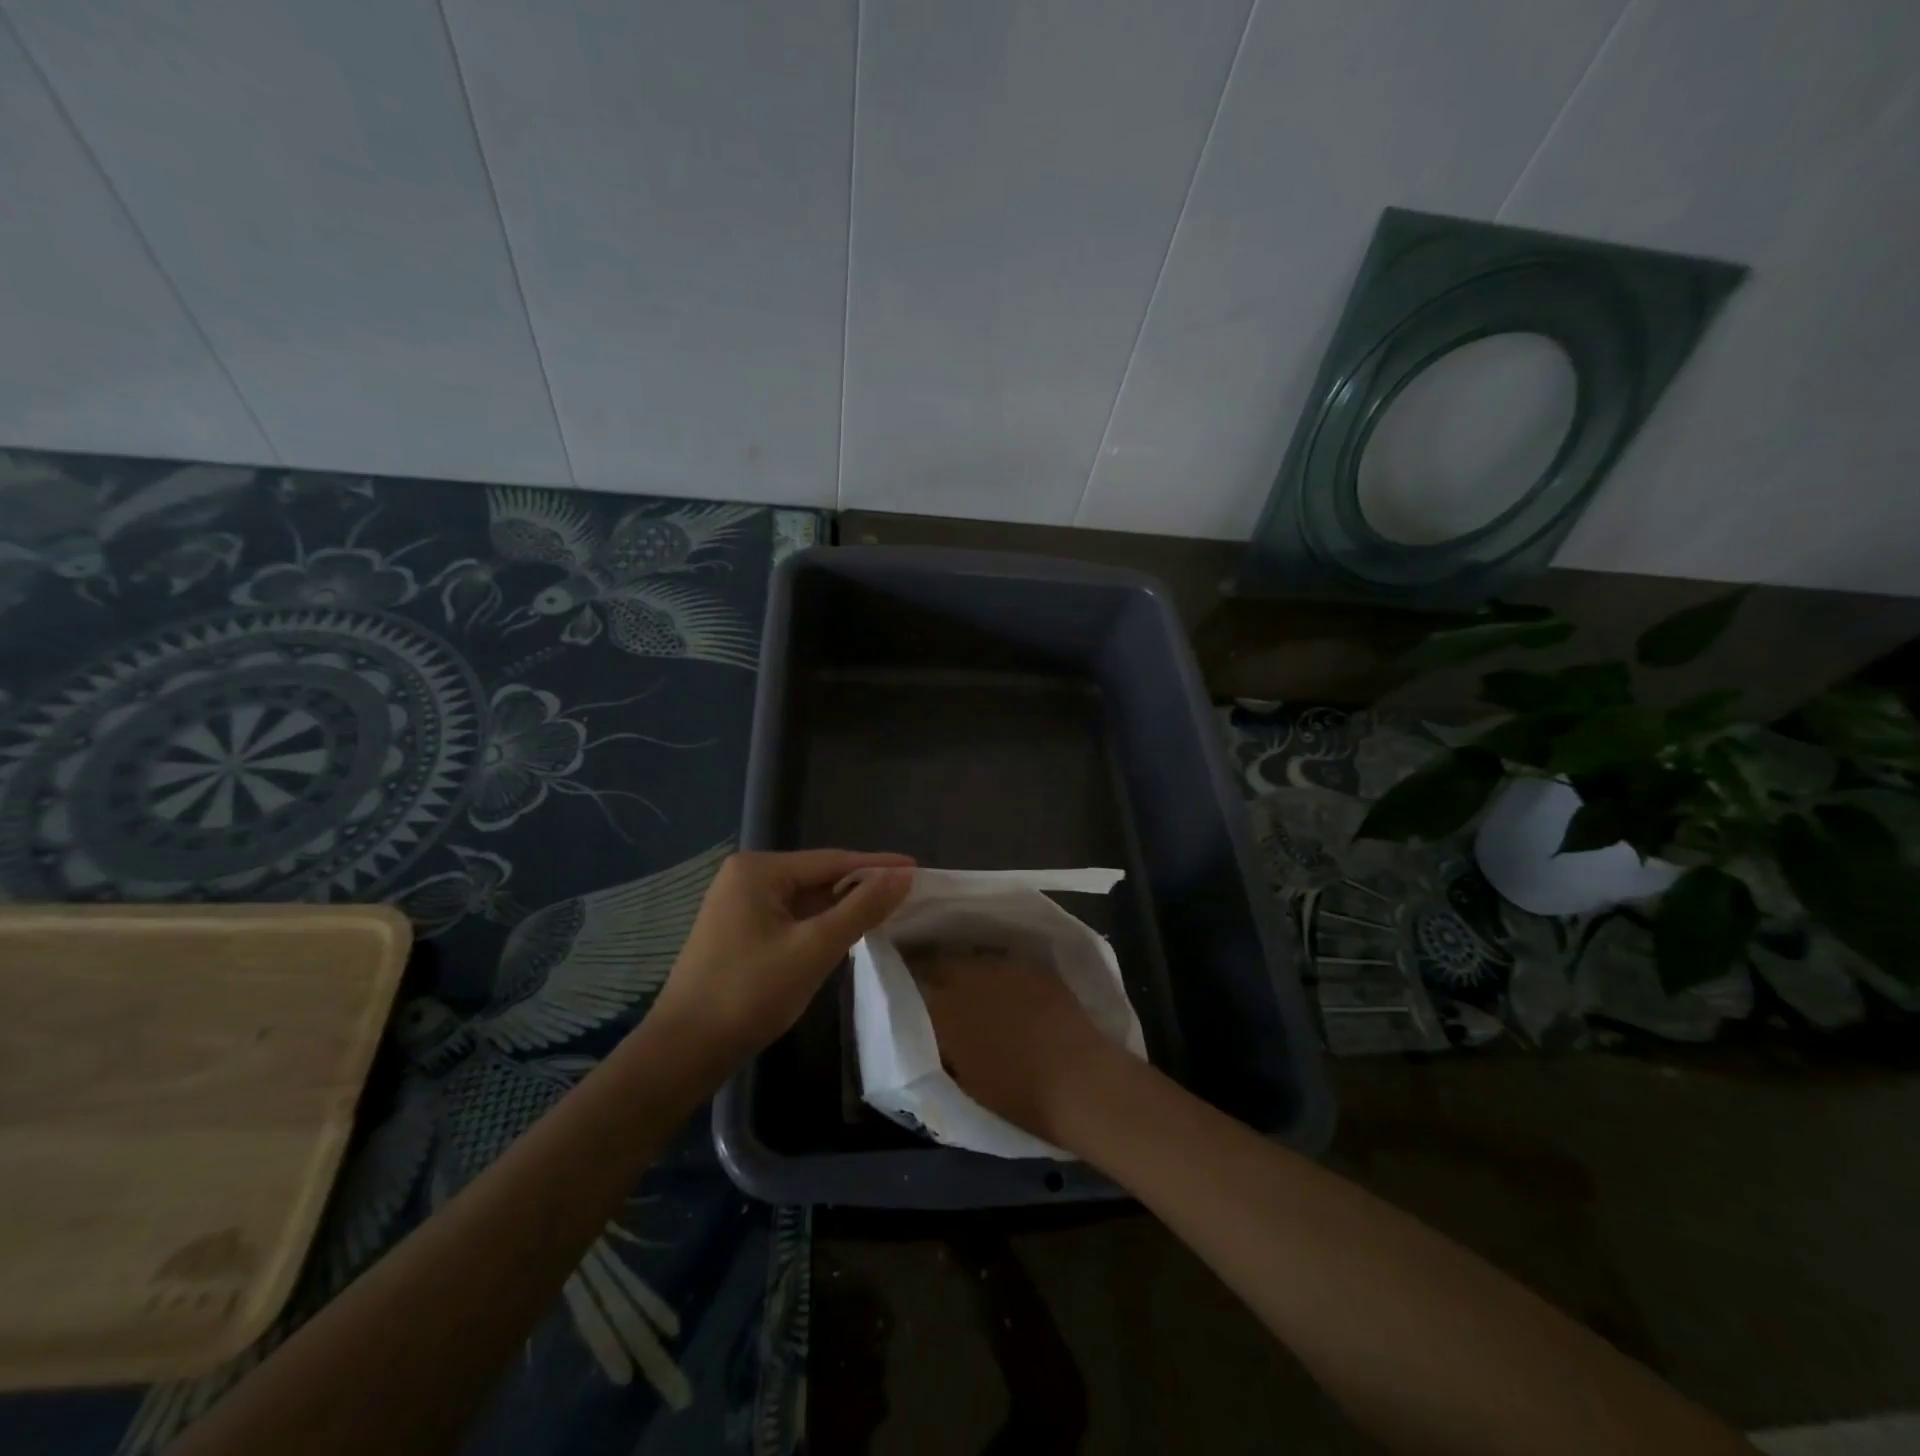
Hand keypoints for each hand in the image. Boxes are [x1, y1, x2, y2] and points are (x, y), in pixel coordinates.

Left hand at [651, 850, 913, 1065]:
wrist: (684, 1052)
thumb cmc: (749, 993)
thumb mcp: (814, 949)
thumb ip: (861, 908)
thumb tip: (903, 875)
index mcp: (759, 869)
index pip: (832, 860)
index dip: (878, 866)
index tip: (917, 870)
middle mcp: (746, 877)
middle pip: (818, 877)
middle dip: (861, 887)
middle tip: (907, 895)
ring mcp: (739, 905)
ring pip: (805, 900)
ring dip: (842, 908)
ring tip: (887, 912)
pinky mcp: (738, 931)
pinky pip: (791, 918)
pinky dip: (820, 925)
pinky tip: (846, 933)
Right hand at [908, 948, 1123, 1145]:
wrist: (1079, 1080)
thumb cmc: (1017, 1096)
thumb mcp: (962, 1078)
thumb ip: (942, 1047)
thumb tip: (936, 1033)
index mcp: (942, 1009)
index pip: (914, 981)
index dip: (909, 983)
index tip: (905, 987)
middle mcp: (967, 977)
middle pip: (941, 961)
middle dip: (935, 970)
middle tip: (934, 984)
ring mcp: (1003, 967)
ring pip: (973, 960)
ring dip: (967, 970)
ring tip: (969, 985)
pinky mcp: (1033, 966)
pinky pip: (1004, 963)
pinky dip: (998, 974)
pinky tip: (1004, 988)